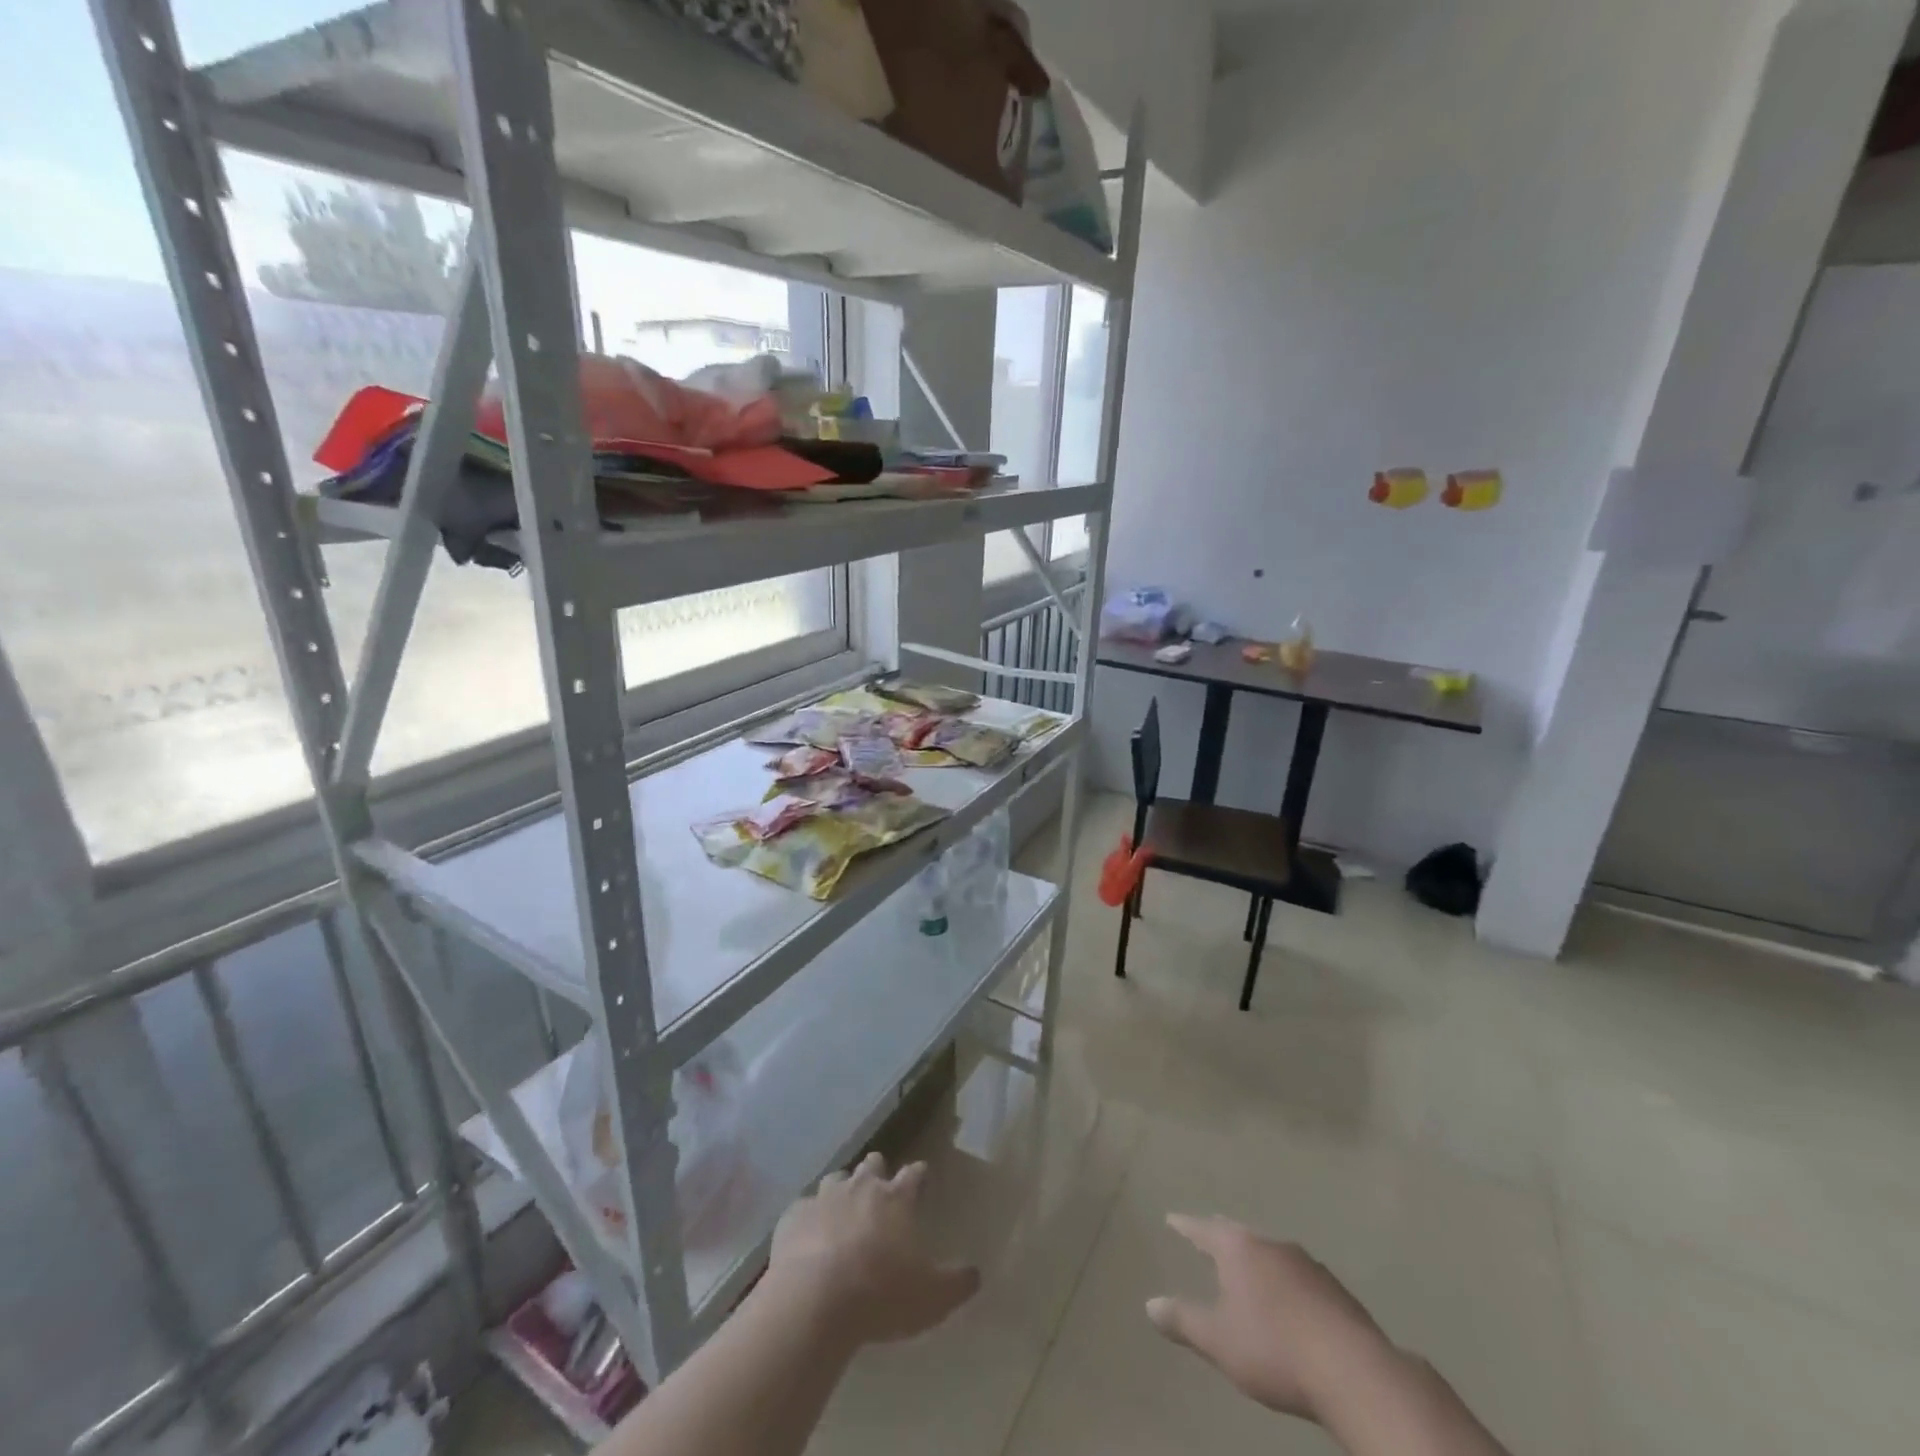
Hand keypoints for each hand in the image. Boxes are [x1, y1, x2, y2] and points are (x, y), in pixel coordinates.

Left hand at [765, 1153, 979, 1347]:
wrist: (814, 1302)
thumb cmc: (880, 1295)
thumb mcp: (932, 1298)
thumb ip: (957, 1282)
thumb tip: (976, 1272)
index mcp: (896, 1199)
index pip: (915, 1174)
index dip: (919, 1175)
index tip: (922, 1177)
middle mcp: (861, 1187)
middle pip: (873, 1164)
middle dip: (877, 1171)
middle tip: (880, 1192)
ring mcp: (824, 1197)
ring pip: (836, 1178)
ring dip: (842, 1190)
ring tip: (842, 1212)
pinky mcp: (793, 1215)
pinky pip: (803, 1208)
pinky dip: (809, 1218)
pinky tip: (808, 1237)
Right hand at [1146, 1214, 1395, 1421]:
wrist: (1352, 1371)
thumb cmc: (1274, 1349)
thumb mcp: (1219, 1341)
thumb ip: (1183, 1321)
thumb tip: (1150, 1304)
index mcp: (1238, 1249)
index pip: (1203, 1229)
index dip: (1185, 1226)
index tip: (1172, 1219)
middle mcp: (1270, 1244)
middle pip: (1239, 1233)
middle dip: (1222, 1234)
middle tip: (1209, 1233)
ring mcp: (1307, 1263)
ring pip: (1271, 1252)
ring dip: (1257, 1259)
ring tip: (1248, 1268)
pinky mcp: (1335, 1289)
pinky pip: (1298, 1275)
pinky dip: (1285, 1281)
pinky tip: (1289, 1300)